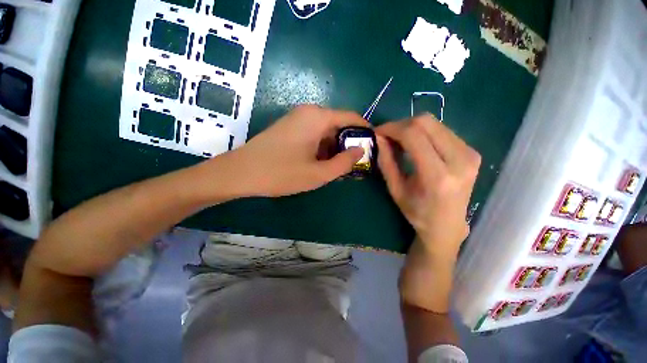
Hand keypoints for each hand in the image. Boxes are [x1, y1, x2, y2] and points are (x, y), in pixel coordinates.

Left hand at [223, 105, 368, 196]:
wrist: (241, 172)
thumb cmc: (281, 173)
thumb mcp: (318, 173)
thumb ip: (344, 162)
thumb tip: (360, 150)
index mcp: (318, 117)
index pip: (352, 117)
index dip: (365, 131)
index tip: (373, 147)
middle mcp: (309, 112)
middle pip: (339, 124)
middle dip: (349, 143)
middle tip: (355, 164)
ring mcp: (298, 119)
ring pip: (326, 131)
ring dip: (335, 148)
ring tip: (340, 167)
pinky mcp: (291, 128)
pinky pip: (314, 134)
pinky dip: (323, 147)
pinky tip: (322, 163)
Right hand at [375, 114, 480, 259]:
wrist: (447, 225)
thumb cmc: (417, 212)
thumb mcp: (395, 189)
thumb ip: (386, 162)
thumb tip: (379, 137)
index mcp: (438, 176)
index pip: (413, 136)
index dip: (392, 128)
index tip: (378, 132)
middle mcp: (460, 160)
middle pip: (426, 122)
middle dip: (401, 125)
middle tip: (388, 136)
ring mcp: (470, 153)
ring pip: (435, 123)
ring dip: (412, 127)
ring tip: (399, 141)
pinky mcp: (472, 151)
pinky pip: (442, 130)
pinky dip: (424, 132)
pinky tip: (415, 144)